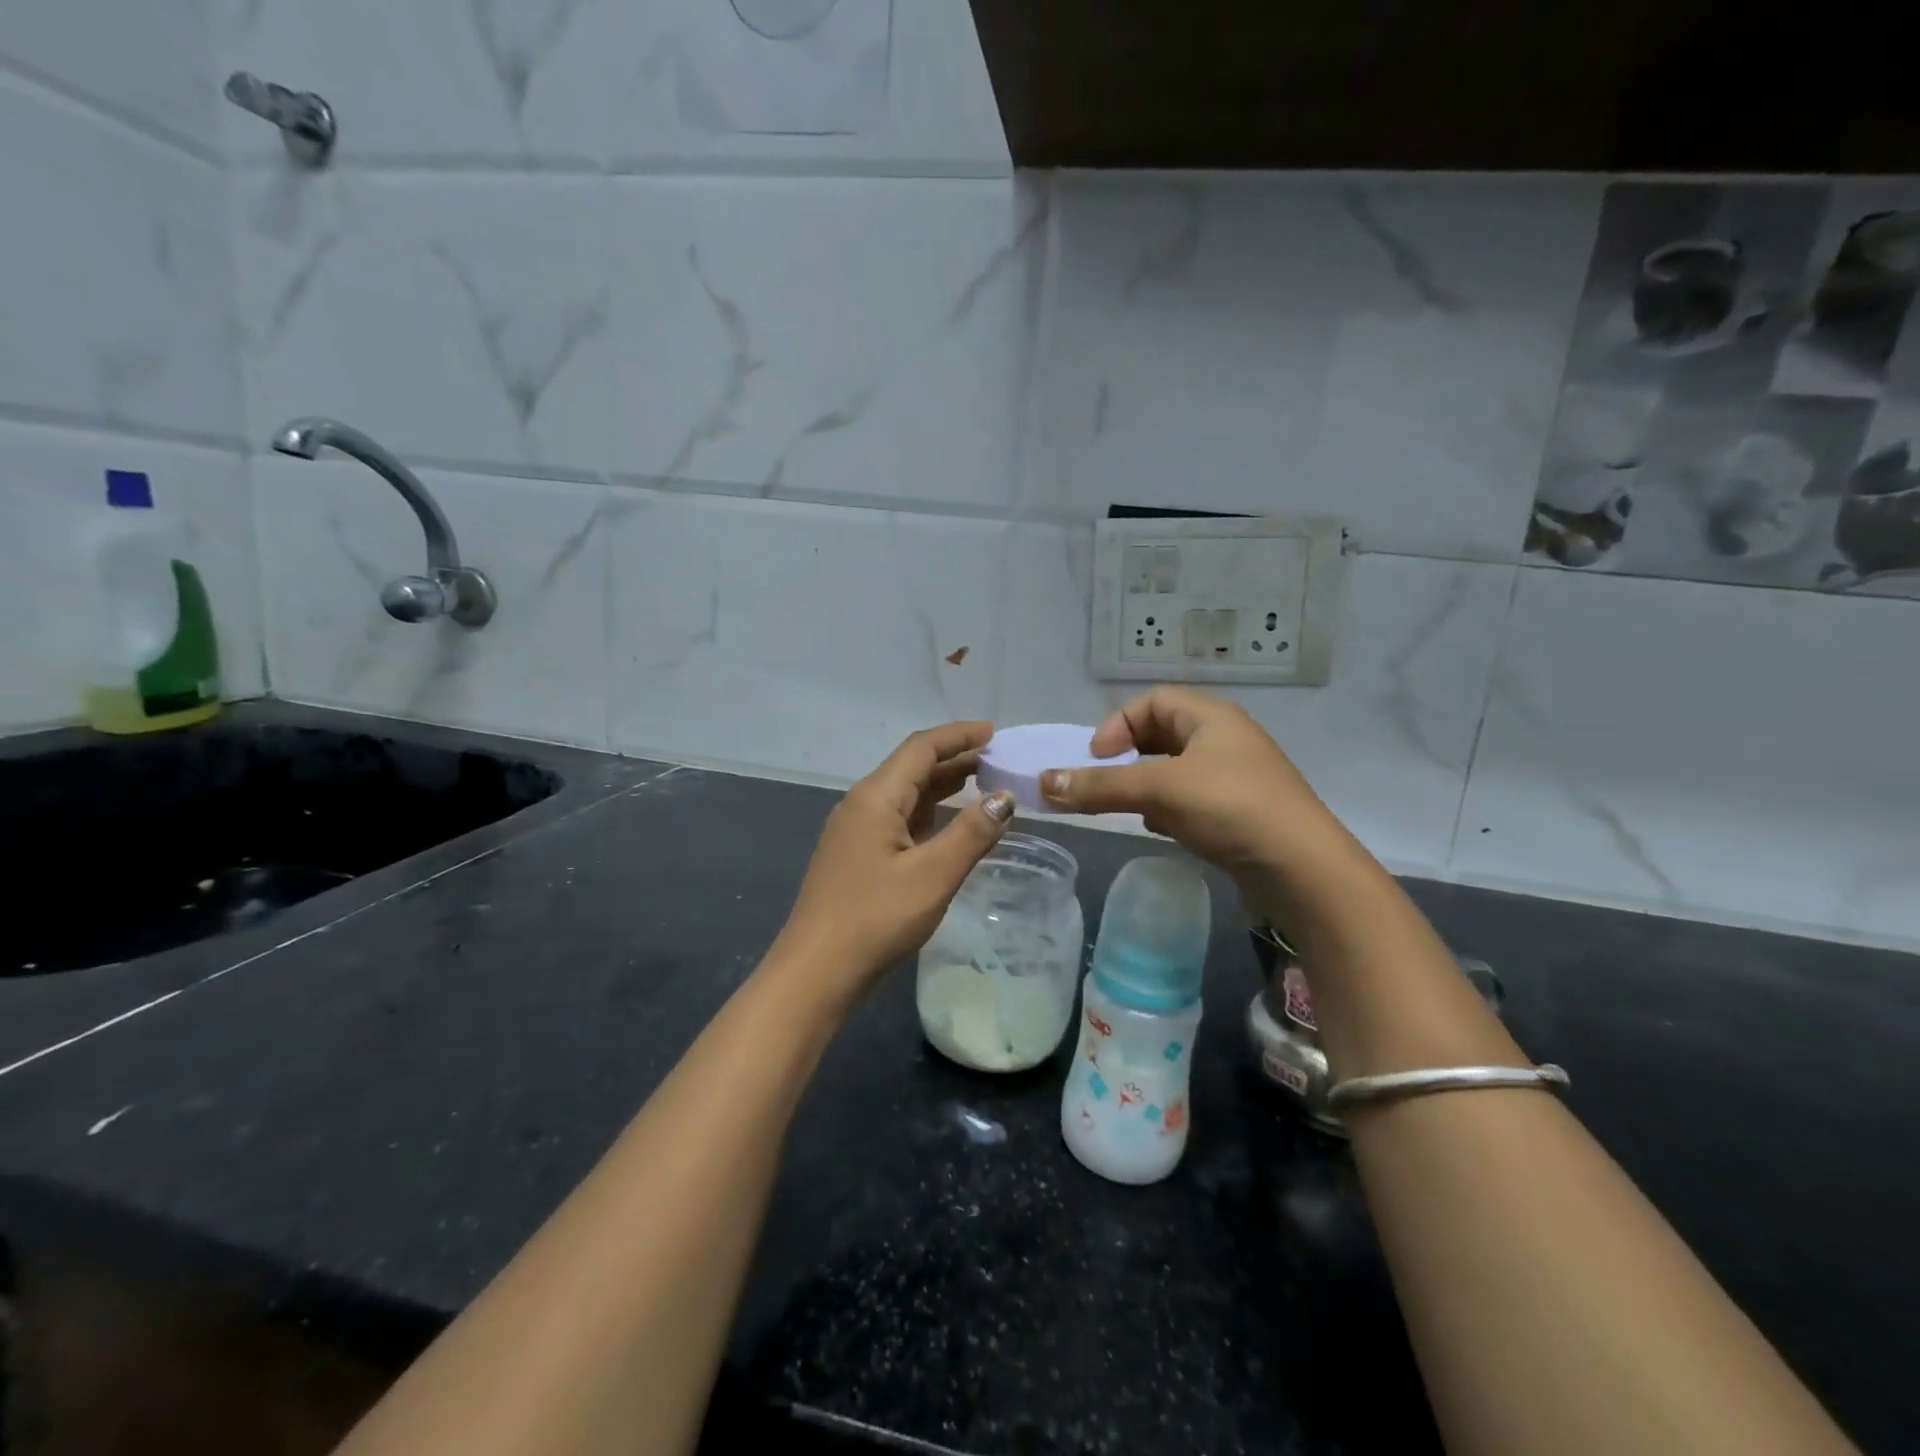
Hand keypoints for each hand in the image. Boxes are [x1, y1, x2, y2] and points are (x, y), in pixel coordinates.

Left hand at [772, 722, 1015, 1004]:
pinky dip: (929, 814)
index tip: (996, 732)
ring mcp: (856, 831)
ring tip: (984, 785)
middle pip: (912, 767)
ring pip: (906, 795)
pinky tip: (950, 825)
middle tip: (999, 760)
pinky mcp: (857, 856)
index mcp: (876, 797)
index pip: (921, 748)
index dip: (959, 735)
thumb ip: (972, 833)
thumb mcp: (933, 876)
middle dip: (955, 759)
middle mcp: (862, 804)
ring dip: (943, 786)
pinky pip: (899, 820)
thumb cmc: (875, 919)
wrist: (815, 972)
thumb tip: (1004, 797)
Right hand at [1039, 687, 1339, 881]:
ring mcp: (1235, 777)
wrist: (1303, 869)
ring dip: (1146, 785)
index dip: (1118, 724)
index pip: (1153, 701)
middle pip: (1162, 734)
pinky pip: (1191, 798)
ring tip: (1132, 809)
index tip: (1097, 757)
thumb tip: (1044, 782)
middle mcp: (1225, 740)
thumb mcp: (1159, 791)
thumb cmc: (1231, 808)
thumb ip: (1101, 786)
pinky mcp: (1240, 812)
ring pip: (1175, 770)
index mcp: (1211, 718)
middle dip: (1129, 757)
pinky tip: (1162, 829)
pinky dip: (1168, 808)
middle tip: (1107, 782)